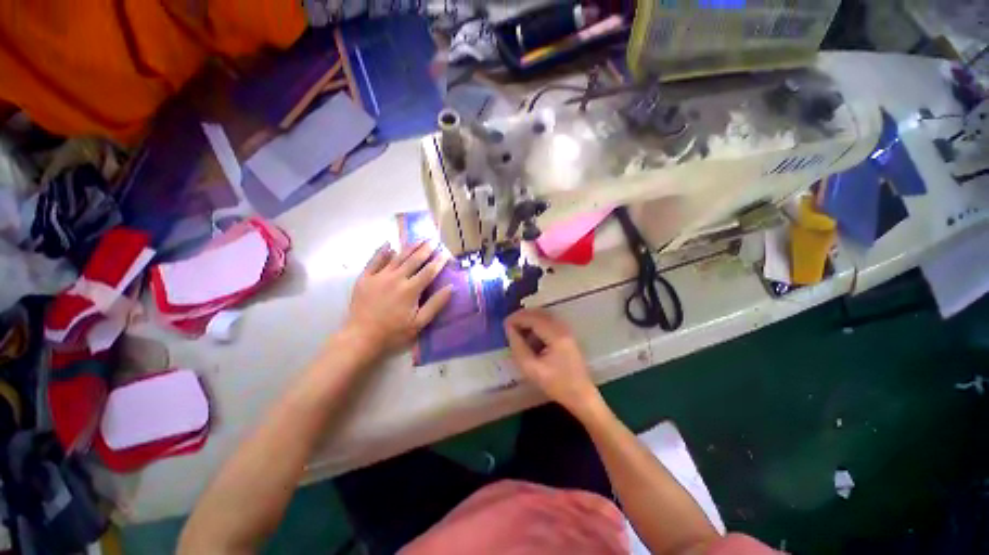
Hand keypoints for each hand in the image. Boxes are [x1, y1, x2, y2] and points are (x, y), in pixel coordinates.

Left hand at [345, 241, 452, 355]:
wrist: (361, 337)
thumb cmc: (393, 332)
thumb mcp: (419, 323)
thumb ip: (435, 304)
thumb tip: (451, 287)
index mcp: (411, 290)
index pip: (429, 271)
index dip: (439, 261)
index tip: (446, 253)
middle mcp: (396, 278)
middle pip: (414, 260)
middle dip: (426, 249)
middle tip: (433, 240)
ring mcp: (379, 276)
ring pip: (397, 257)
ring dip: (409, 247)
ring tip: (418, 238)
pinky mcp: (365, 278)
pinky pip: (374, 260)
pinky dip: (382, 251)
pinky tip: (388, 244)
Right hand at [504, 309, 601, 416]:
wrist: (581, 395)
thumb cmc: (556, 385)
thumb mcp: (531, 369)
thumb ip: (518, 347)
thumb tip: (509, 329)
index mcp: (556, 335)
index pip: (533, 318)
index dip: (516, 318)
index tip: (503, 324)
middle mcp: (562, 328)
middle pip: (539, 313)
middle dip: (522, 317)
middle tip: (508, 326)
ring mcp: (566, 330)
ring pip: (543, 316)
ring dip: (529, 320)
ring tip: (516, 331)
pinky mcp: (566, 335)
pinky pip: (548, 322)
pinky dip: (536, 325)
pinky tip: (529, 336)